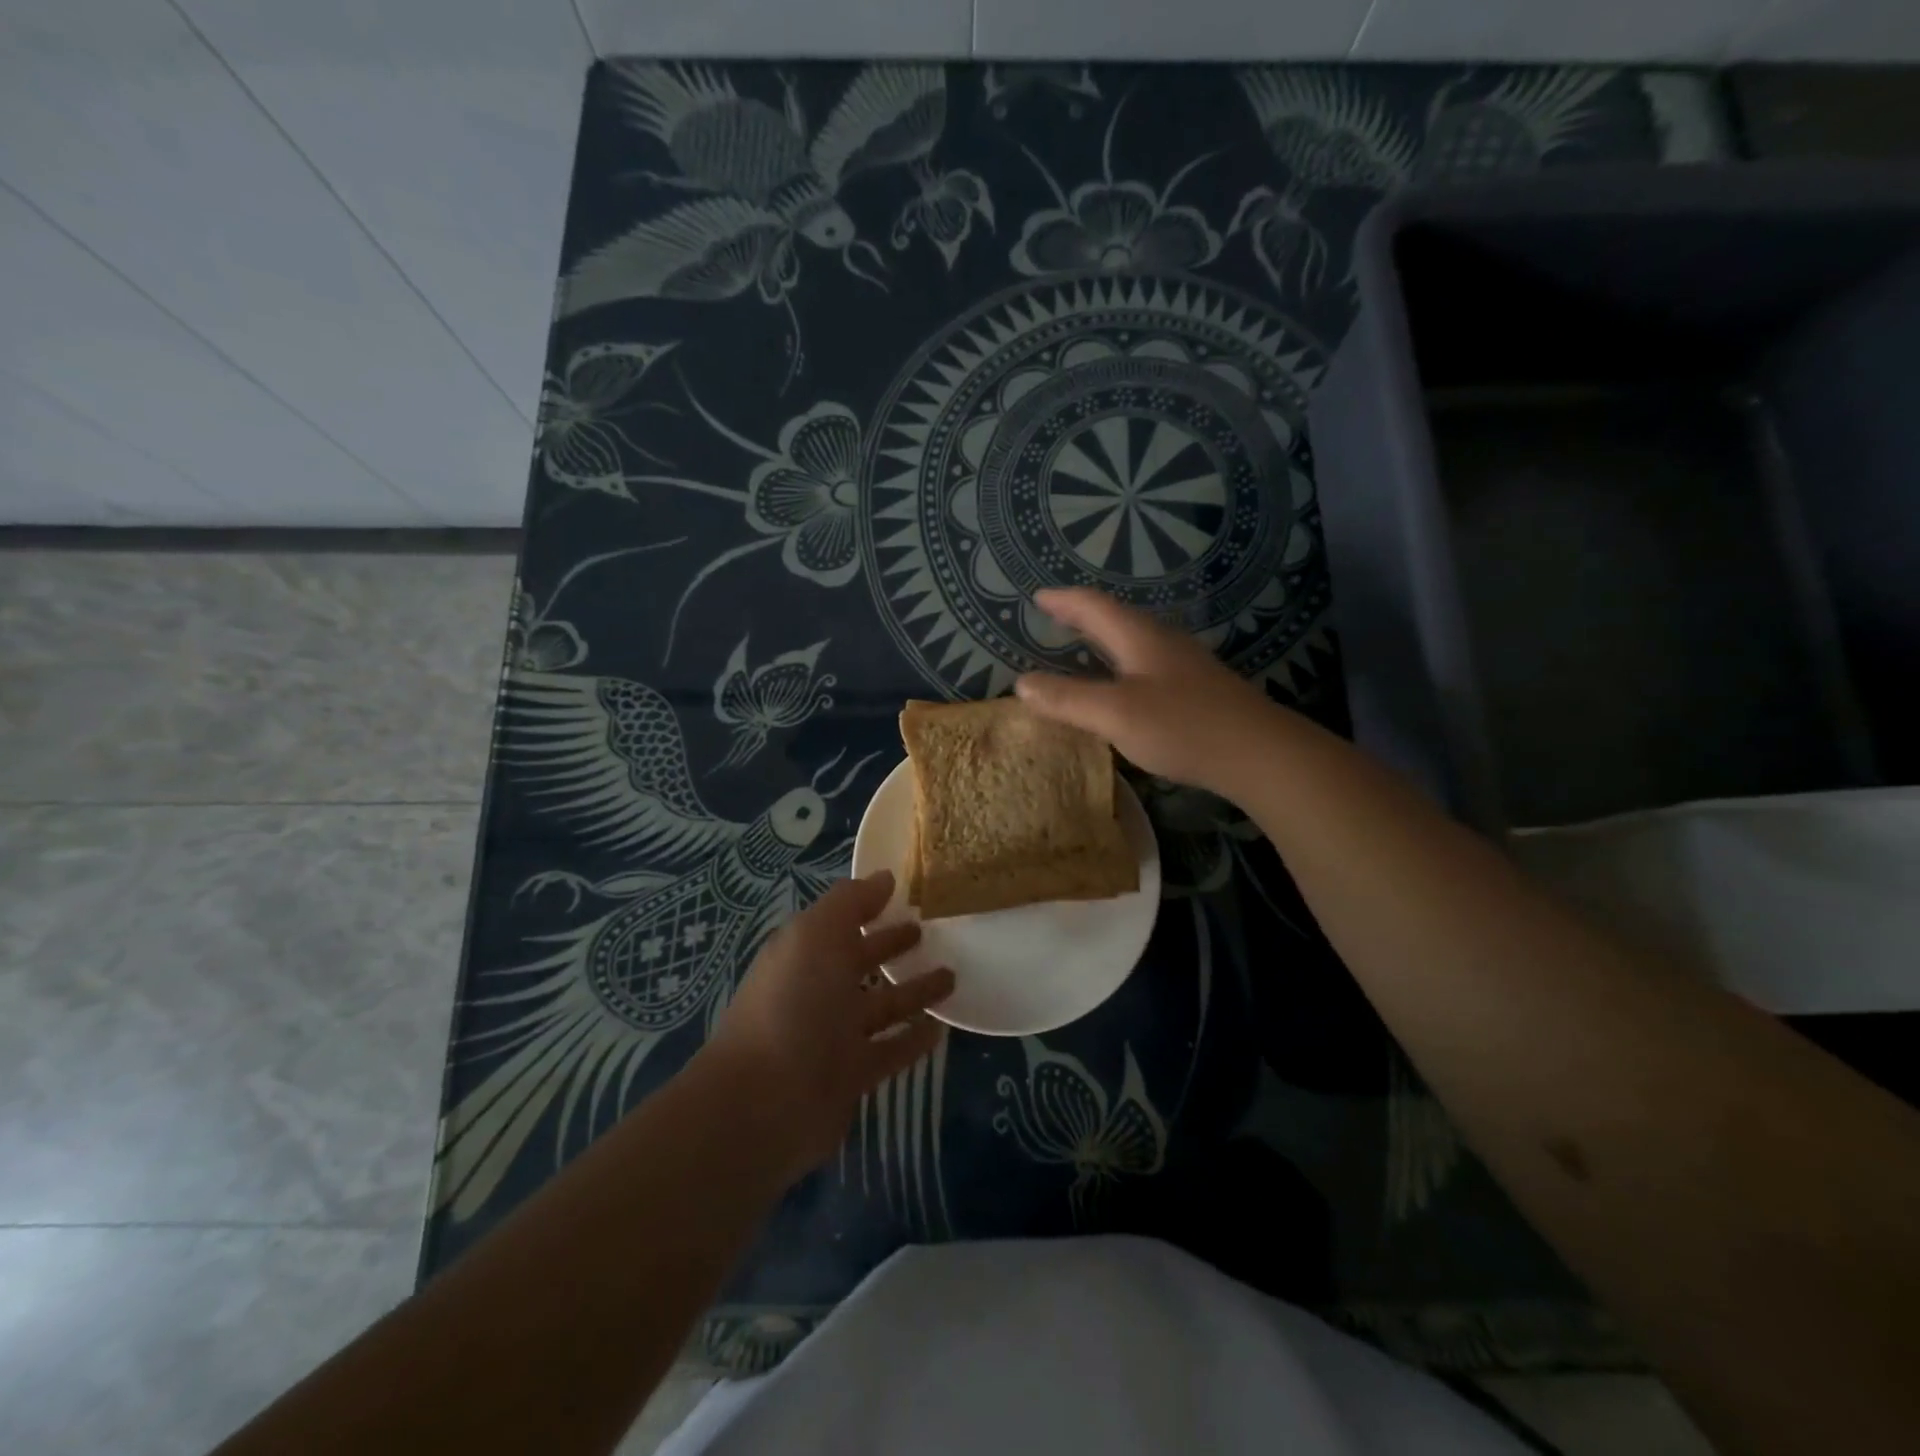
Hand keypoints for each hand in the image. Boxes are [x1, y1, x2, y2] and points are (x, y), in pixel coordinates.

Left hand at [704, 871, 953, 1184]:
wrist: (764, 1102)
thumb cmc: (792, 1004)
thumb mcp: (815, 935)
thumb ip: (850, 903)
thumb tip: (883, 877)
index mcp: (805, 953)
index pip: (843, 922)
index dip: (871, 907)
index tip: (909, 894)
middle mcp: (819, 990)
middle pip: (862, 962)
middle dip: (892, 945)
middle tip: (932, 932)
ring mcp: (834, 1036)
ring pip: (882, 1005)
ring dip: (913, 991)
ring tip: (952, 975)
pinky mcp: (851, 1076)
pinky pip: (890, 1051)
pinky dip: (913, 1039)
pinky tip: (940, 1027)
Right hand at [1015, 588, 1277, 797]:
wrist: (1260, 754)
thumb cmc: (1183, 726)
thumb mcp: (1115, 714)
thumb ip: (1068, 699)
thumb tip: (1021, 683)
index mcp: (1140, 638)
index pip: (1094, 606)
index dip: (1064, 601)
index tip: (1039, 597)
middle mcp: (1163, 642)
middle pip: (1116, 619)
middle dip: (1083, 616)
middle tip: (1056, 616)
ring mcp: (1185, 665)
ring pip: (1135, 641)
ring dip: (1104, 639)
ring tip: (1083, 646)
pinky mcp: (1198, 690)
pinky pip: (1148, 665)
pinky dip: (1122, 664)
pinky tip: (1124, 686)